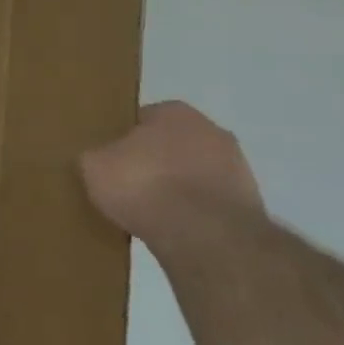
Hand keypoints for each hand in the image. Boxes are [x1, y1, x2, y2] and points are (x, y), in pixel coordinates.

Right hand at [81, 101, 263, 243]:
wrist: (203, 233)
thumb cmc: (143, 184)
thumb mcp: (93, 165)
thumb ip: (95, 155)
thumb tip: (100, 159)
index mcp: (175, 111)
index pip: (140, 119)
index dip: (121, 140)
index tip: (109, 161)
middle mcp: (212, 130)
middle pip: (171, 144)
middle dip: (153, 162)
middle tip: (127, 184)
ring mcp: (237, 167)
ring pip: (193, 173)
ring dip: (176, 188)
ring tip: (149, 212)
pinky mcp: (250, 203)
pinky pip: (208, 201)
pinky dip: (193, 211)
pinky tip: (172, 227)